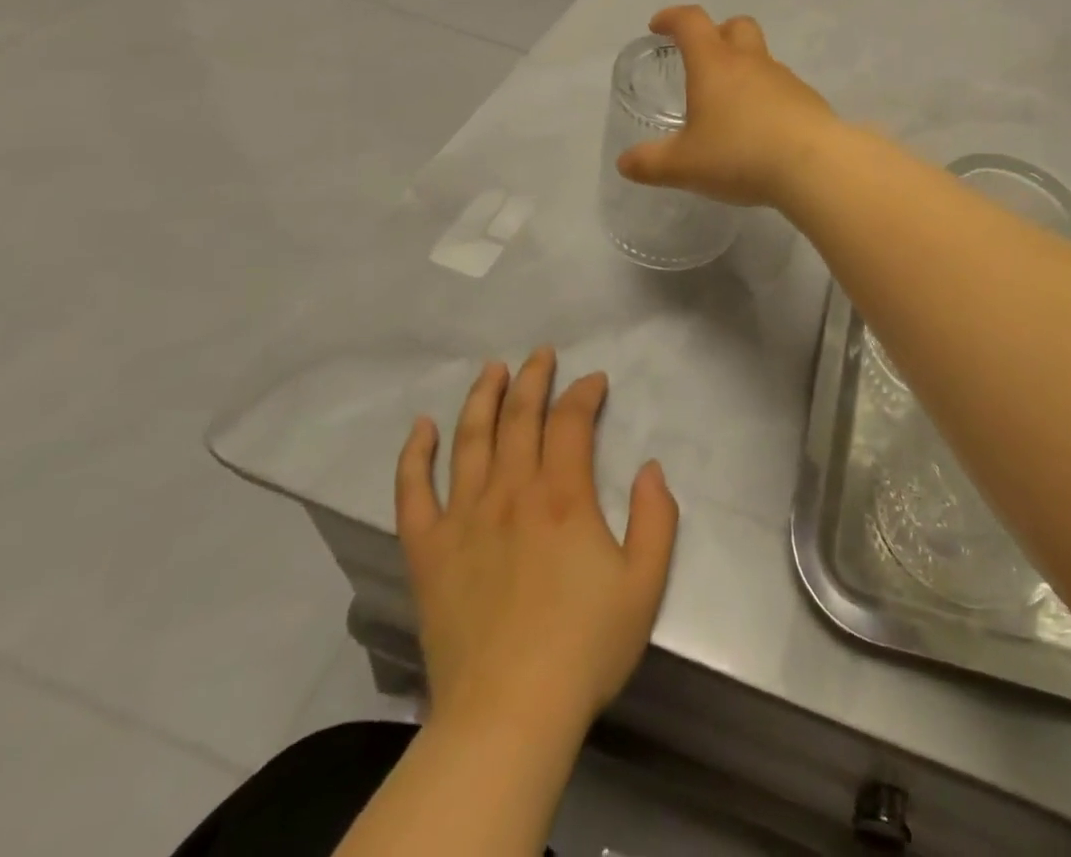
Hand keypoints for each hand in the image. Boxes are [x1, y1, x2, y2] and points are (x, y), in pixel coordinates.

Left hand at [394, 347, 678, 738]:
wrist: (508, 715)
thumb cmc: (584, 648)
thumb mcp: (645, 584)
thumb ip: (656, 518)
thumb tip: (649, 468)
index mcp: (563, 496)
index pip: (571, 421)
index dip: (584, 392)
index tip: (594, 381)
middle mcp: (511, 492)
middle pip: (520, 417)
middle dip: (533, 379)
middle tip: (541, 355)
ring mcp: (463, 518)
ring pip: (470, 439)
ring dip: (482, 398)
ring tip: (492, 370)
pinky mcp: (428, 550)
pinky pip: (413, 491)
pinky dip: (414, 455)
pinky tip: (420, 427)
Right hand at [615, 5, 836, 205]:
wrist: (814, 166)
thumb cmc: (739, 155)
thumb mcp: (684, 166)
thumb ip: (650, 164)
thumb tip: (625, 163)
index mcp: (714, 65)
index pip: (690, 22)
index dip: (671, 18)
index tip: (659, 26)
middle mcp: (751, 63)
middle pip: (736, 26)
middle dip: (717, 33)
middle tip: (703, 59)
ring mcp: (785, 79)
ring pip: (762, 59)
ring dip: (745, 70)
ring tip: (732, 107)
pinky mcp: (809, 101)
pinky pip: (783, 89)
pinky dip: (768, 99)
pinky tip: (763, 131)